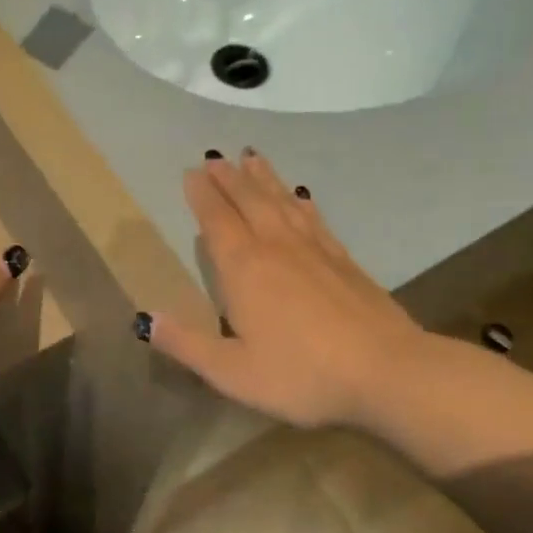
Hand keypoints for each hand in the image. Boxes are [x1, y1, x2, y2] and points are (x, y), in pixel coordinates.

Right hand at [140, 151, 437, 430]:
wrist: (386, 372)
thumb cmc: (301, 375)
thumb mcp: (232, 372)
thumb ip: (187, 345)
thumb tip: (145, 319)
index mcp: (244, 269)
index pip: (217, 221)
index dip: (202, 196)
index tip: (192, 172)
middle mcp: (277, 248)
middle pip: (249, 201)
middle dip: (229, 179)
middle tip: (214, 157)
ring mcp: (315, 250)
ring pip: (282, 202)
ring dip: (264, 179)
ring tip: (251, 158)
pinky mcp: (344, 261)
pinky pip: (314, 219)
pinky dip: (301, 202)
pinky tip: (300, 196)